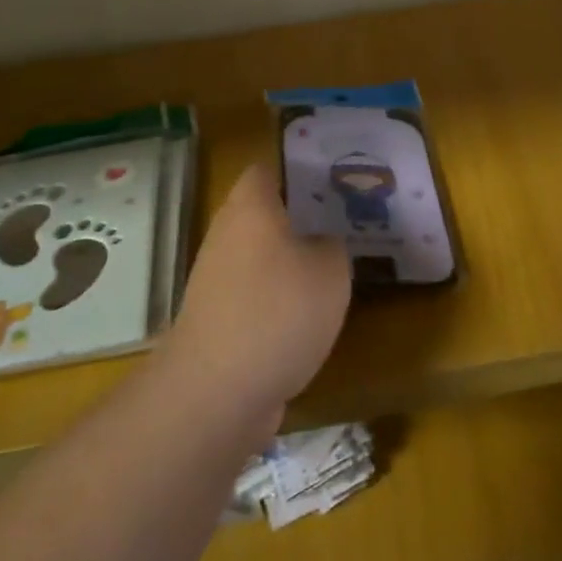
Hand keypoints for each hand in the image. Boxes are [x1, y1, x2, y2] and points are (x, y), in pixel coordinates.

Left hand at [164, 163, 351, 424]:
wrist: (217, 392)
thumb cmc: (278, 312)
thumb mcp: (331, 270)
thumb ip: (333, 245)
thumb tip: (322, 243)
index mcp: (250, 207)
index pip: (269, 168)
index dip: (301, 168)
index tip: (335, 179)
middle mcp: (227, 233)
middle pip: (265, 211)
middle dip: (302, 215)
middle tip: (344, 221)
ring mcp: (217, 277)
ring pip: (261, 253)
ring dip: (292, 259)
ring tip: (335, 266)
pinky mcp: (217, 316)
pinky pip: (255, 291)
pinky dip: (279, 296)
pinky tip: (310, 312)